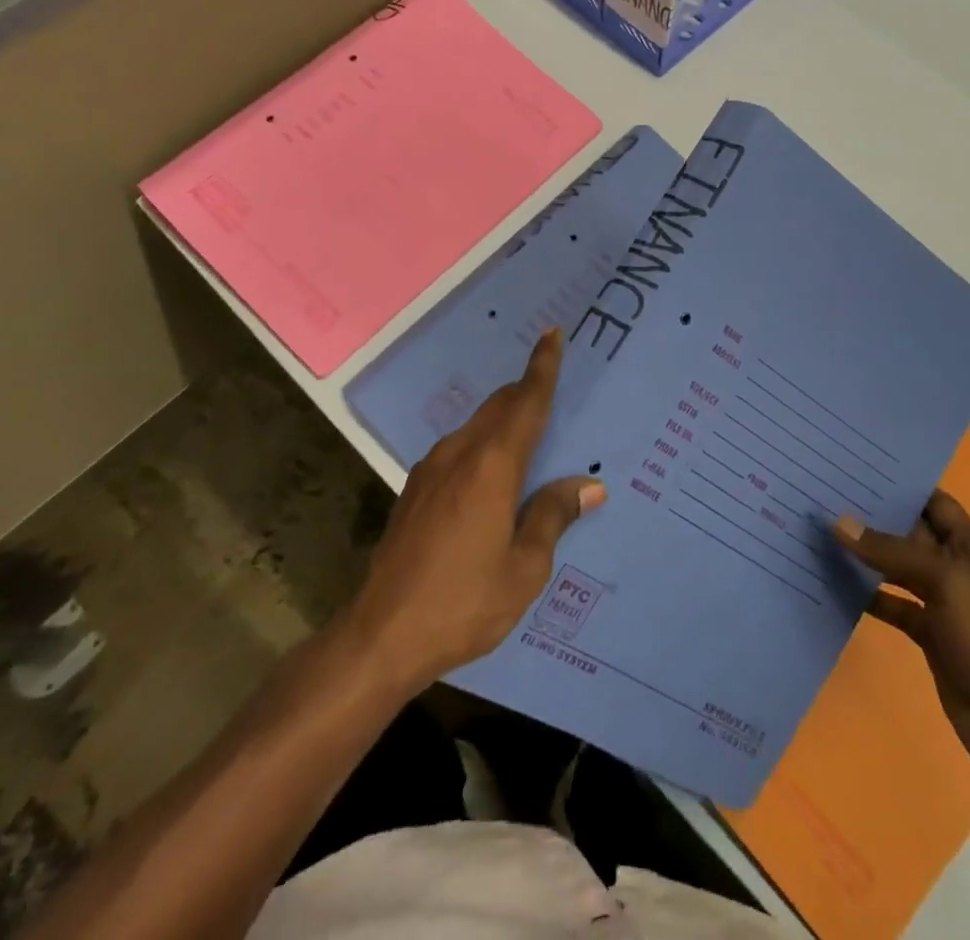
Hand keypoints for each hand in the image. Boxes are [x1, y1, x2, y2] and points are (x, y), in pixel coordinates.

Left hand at [346, 330, 605, 692]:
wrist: (380, 635)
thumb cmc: (463, 603)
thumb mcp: (524, 568)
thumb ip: (552, 516)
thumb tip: (588, 485)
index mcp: (492, 467)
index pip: (525, 403)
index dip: (542, 368)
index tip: (551, 334)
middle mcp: (459, 455)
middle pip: (499, 407)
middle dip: (525, 391)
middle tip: (552, 385)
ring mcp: (430, 470)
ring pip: (476, 426)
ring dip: (503, 419)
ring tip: (528, 434)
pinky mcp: (414, 490)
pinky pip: (458, 449)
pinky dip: (483, 443)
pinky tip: (490, 473)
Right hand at [835, 491, 969, 790]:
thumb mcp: (945, 582)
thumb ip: (890, 550)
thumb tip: (837, 521)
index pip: (933, 501)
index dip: (898, 484)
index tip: (852, 468)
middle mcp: (960, 567)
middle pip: (911, 532)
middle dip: (873, 516)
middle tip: (824, 495)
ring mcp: (945, 603)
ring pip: (898, 568)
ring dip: (866, 555)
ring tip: (820, 531)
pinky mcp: (932, 635)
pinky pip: (894, 604)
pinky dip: (868, 595)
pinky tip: (834, 583)